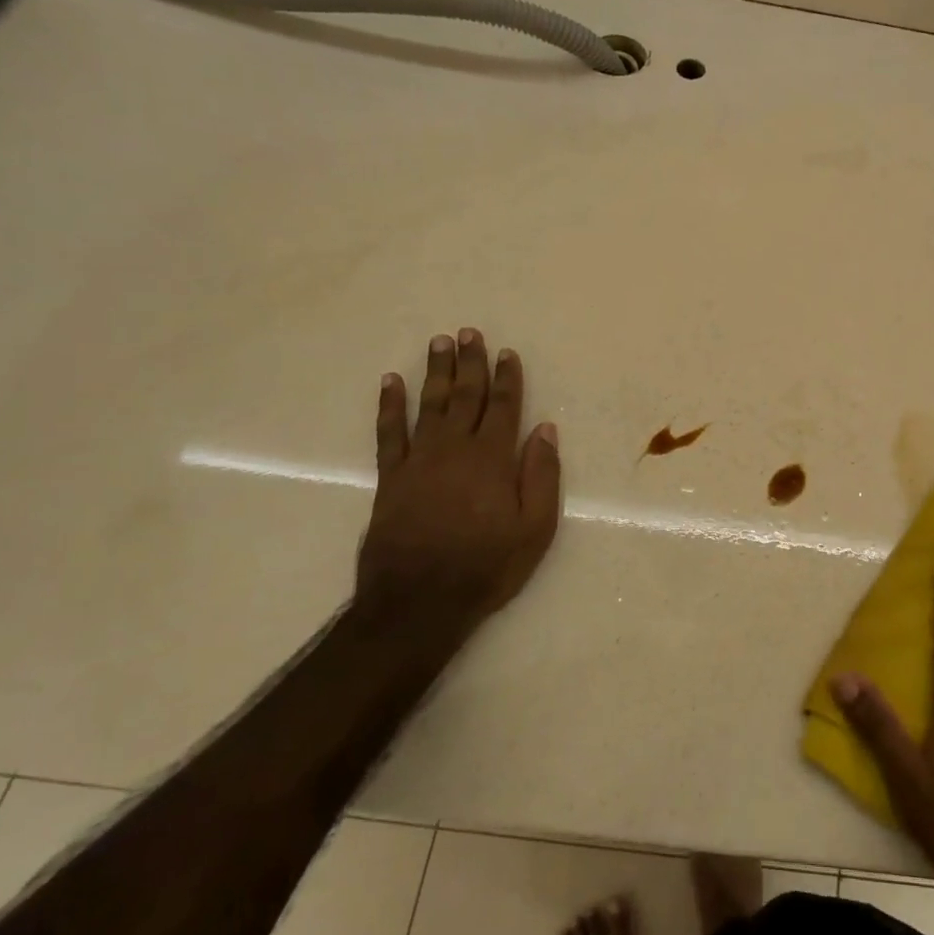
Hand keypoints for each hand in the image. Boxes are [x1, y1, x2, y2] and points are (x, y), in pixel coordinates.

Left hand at [357, 329, 561, 640]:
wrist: (419, 601)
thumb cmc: (487, 566)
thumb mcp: (535, 529)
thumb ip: (541, 476)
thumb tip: (545, 430)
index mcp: (493, 459)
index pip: (504, 407)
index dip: (507, 378)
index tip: (507, 352)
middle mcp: (455, 449)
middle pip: (465, 396)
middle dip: (469, 363)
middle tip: (468, 333)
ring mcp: (418, 461)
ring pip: (429, 405)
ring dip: (435, 372)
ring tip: (438, 343)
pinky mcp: (390, 478)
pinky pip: (388, 433)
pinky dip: (389, 406)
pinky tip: (391, 382)